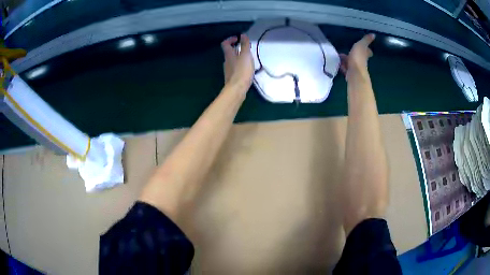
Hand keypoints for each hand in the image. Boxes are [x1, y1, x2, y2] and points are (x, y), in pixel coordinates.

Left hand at [221, 34, 253, 91]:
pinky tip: (246, 69)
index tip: (238, 38)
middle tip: (245, 48)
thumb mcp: (245, 55)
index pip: (225, 43)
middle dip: (236, 48)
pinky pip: (235, 68)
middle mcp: (226, 61)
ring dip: (238, 57)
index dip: (230, 39)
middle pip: (229, 52)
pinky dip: (239, 65)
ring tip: (247, 58)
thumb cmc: (242, 71)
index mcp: (229, 55)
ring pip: (232, 60)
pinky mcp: (231, 77)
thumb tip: (242, 35)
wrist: (237, 89)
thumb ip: (244, 45)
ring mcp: (228, 70)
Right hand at [340, 34, 374, 78]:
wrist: (354, 72)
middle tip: (348, 51)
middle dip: (354, 54)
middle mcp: (362, 61)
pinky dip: (343, 66)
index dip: (367, 50)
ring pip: (351, 62)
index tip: (366, 48)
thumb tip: (373, 34)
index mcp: (365, 54)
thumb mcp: (362, 45)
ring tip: (340, 56)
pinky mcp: (350, 73)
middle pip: (359, 57)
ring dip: (347, 60)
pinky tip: (338, 64)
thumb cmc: (358, 57)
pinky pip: (346, 68)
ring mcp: (356, 68)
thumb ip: (366, 40)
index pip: (367, 51)